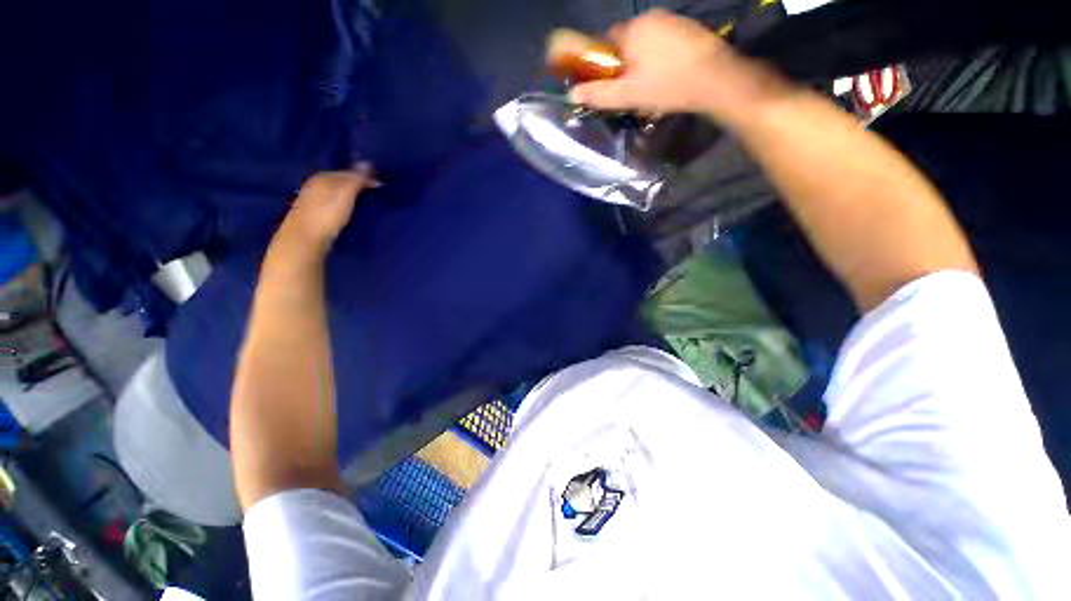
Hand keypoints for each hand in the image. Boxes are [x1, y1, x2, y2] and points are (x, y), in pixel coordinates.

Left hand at [275, 163, 378, 258]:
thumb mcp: (346, 194)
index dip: (364, 177)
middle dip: (356, 185)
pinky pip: (332, 203)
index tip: (380, 185)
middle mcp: (315, 185)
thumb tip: (368, 162)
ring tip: (365, 202)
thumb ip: (356, 179)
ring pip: (336, 193)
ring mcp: (313, 200)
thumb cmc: (328, 214)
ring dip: (349, 196)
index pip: (348, 172)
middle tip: (374, 193)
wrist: (306, 238)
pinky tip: (349, 211)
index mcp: (323, 177)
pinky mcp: (314, 214)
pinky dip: (342, 204)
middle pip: (340, 182)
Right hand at [569, 10, 790, 124]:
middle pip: (626, 41)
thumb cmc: (667, 87)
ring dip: (643, 59)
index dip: (605, 63)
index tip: (612, 82)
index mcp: (631, 31)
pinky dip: (660, 55)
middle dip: (625, 63)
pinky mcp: (687, 27)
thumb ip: (599, 94)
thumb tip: (572, 94)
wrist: (715, 80)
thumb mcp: (628, 96)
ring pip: (645, 40)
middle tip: (633, 88)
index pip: (606, 42)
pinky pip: (663, 39)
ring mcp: (671, 19)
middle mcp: (649, 17)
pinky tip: (668, 73)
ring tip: (653, 83)